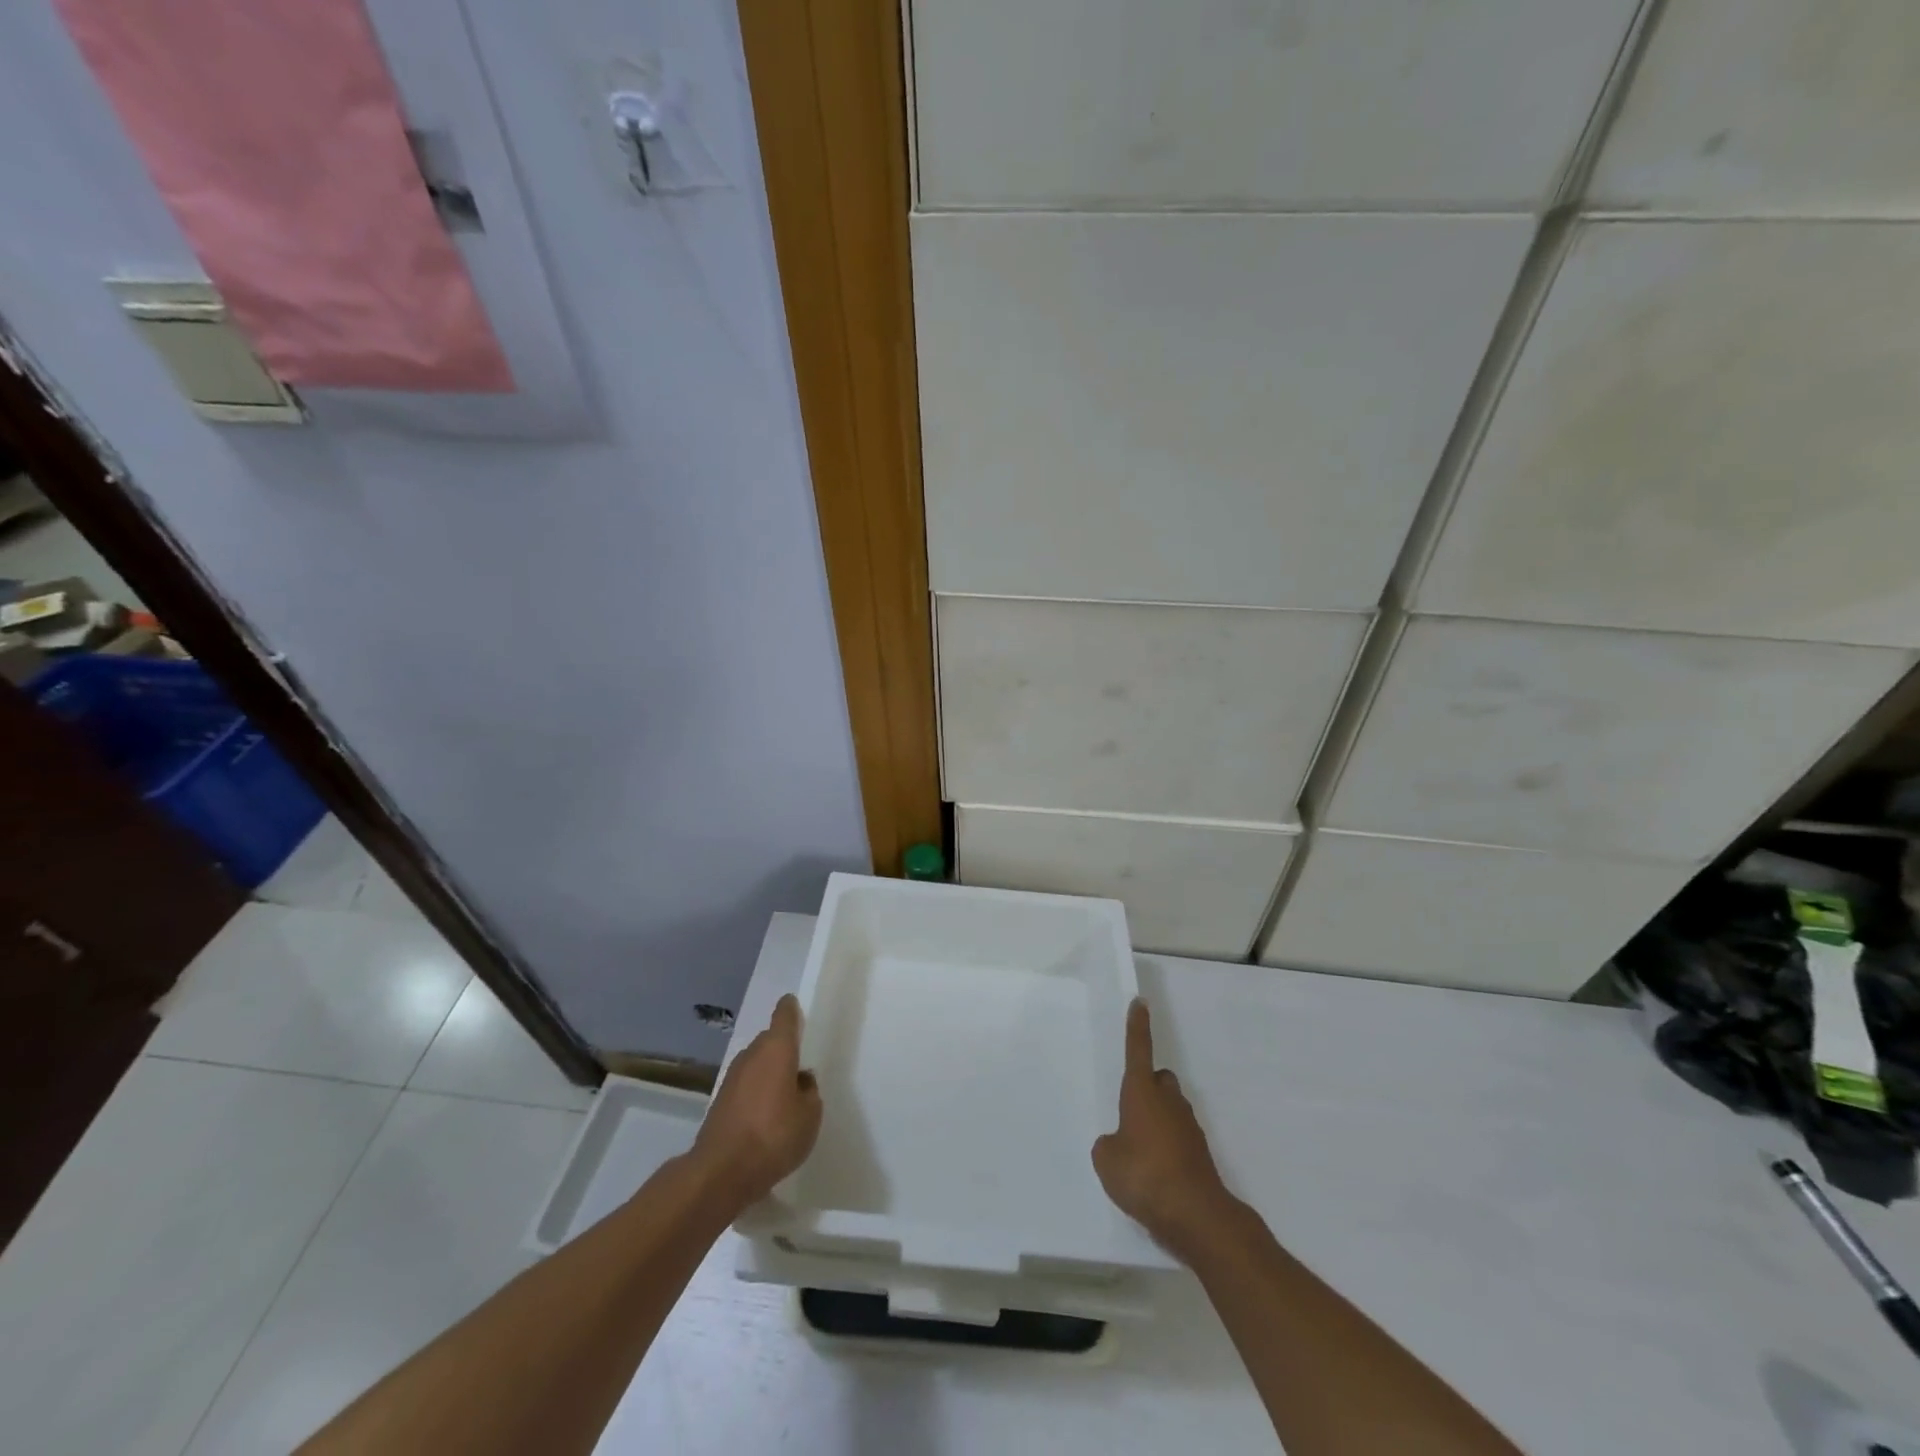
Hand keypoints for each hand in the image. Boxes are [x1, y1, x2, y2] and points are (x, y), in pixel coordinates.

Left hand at [694, 994, 822, 1208]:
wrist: (721, 1172)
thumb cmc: (774, 1135)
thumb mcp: (810, 1115)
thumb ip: (809, 1091)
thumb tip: (800, 1080)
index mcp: (777, 1049)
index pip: (784, 1016)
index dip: (790, 1009)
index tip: (794, 1006)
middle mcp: (752, 1055)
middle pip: (769, 1042)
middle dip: (783, 1050)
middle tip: (799, 1068)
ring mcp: (732, 1078)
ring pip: (756, 1065)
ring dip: (769, 1074)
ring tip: (785, 1098)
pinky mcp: (720, 1102)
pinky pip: (745, 1087)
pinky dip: (756, 1095)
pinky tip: (766, 1119)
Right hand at [1092, 999, 1237, 1260]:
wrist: (1197, 1216)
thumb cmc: (1144, 1175)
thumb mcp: (1107, 1161)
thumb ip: (1108, 1145)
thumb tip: (1119, 1144)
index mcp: (1142, 1092)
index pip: (1138, 1050)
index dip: (1137, 1027)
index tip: (1140, 1003)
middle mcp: (1168, 1102)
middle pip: (1160, 1080)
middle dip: (1149, 1086)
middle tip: (1131, 1108)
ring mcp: (1189, 1127)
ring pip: (1172, 1108)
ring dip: (1158, 1119)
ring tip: (1139, 1150)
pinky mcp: (1200, 1154)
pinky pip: (1179, 1138)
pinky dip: (1168, 1147)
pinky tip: (1155, 1174)